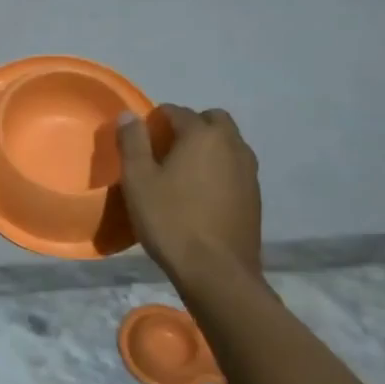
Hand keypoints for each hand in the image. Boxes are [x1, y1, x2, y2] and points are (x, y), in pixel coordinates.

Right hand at [117, 105, 262, 282]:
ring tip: (183, 172)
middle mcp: (232, 145)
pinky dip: (219, 169)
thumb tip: (129, 115)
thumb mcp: (138, 180)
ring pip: (228, 143)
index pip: (178, 112)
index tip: (141, 140)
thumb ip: (133, 142)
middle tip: (166, 149)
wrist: (216, 271)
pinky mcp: (255, 195)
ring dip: (208, 147)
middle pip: (212, 120)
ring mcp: (249, 171)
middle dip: (190, 126)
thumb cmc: (171, 220)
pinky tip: (201, 194)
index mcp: (203, 135)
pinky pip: (235, 167)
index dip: (156, 120)